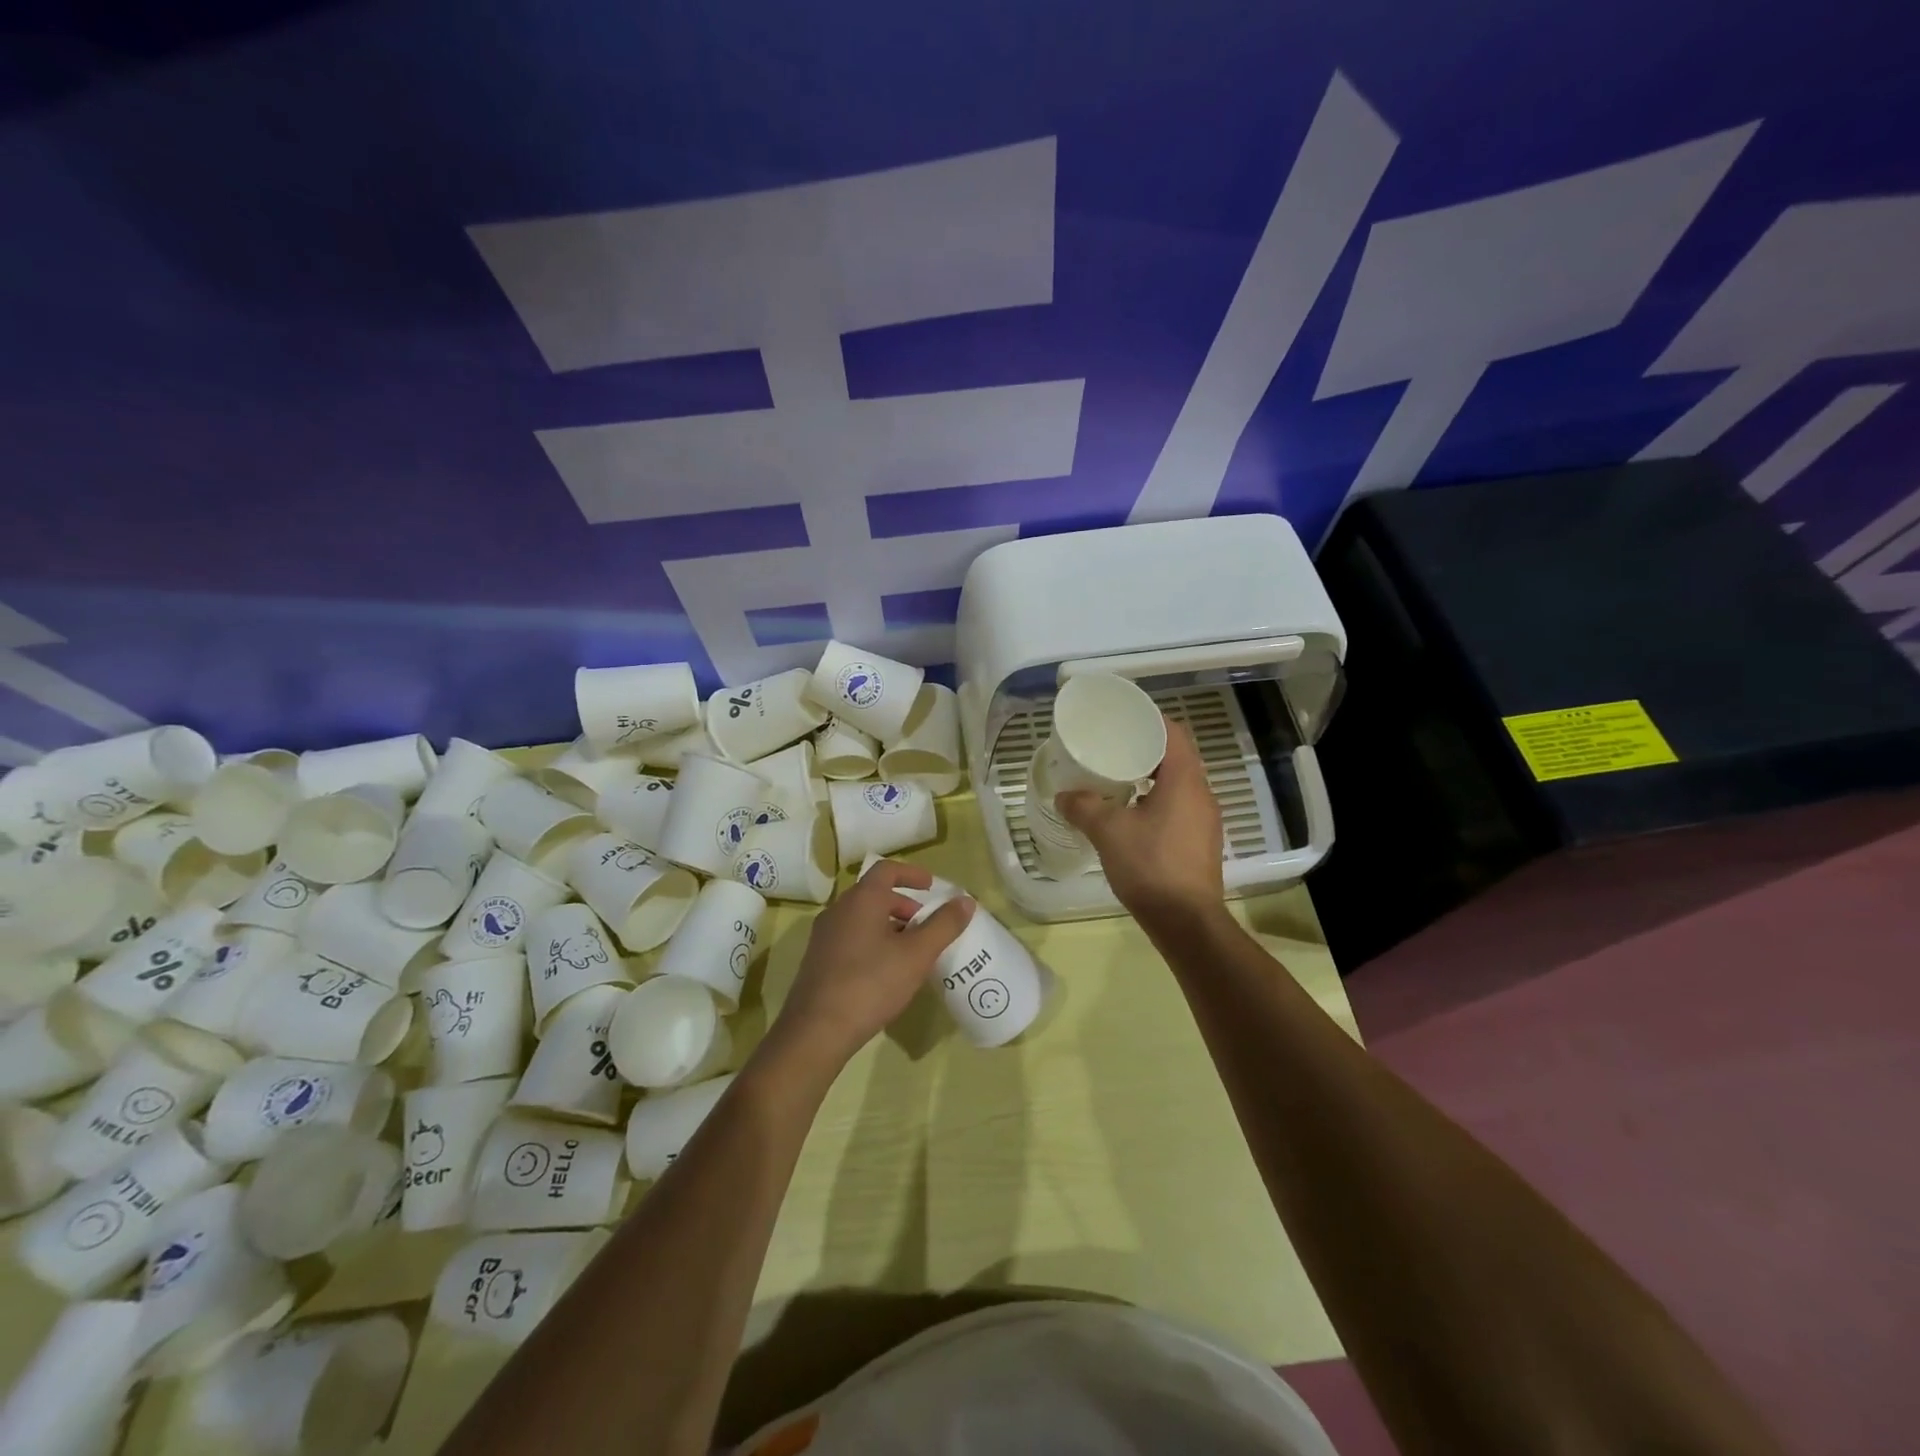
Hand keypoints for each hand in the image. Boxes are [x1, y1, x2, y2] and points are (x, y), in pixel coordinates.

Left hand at [771, 859, 972, 1068]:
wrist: (816, 1030)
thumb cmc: (870, 984)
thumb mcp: (916, 955)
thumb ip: (943, 925)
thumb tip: (966, 901)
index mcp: (861, 900)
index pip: (886, 870)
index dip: (912, 874)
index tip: (932, 886)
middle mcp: (839, 910)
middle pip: (874, 895)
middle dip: (904, 905)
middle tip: (926, 926)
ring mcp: (824, 936)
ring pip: (862, 918)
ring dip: (889, 925)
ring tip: (911, 952)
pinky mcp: (818, 960)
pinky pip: (851, 938)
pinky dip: (873, 942)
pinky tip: (886, 973)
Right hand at [1057, 717, 1223, 926]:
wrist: (1186, 922)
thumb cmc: (1150, 866)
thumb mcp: (1108, 831)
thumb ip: (1083, 807)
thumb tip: (1064, 796)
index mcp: (1185, 780)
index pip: (1173, 733)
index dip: (1149, 720)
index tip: (1123, 719)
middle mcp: (1202, 794)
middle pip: (1176, 757)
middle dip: (1145, 748)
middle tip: (1113, 747)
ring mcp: (1205, 820)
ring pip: (1178, 784)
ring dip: (1151, 777)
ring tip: (1118, 778)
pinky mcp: (1201, 842)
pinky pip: (1179, 807)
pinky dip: (1157, 801)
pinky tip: (1131, 815)